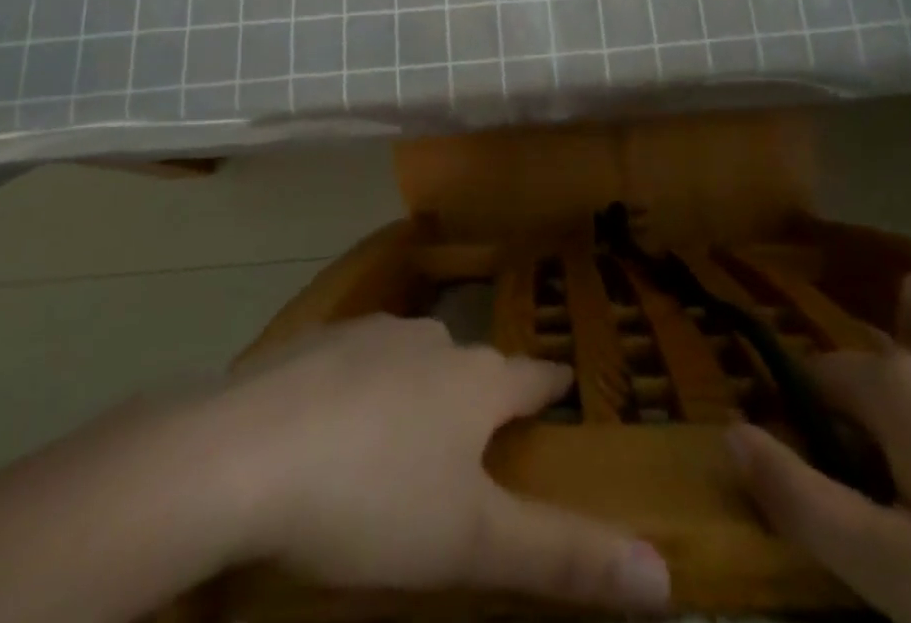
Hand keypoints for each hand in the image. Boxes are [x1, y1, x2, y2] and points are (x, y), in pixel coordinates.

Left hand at [218, 315, 671, 610]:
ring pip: (415, 356)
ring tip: (407, 430)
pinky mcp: (317, 340)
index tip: (563, 387)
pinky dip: (364, 384)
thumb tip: (666, 577)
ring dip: (423, 384)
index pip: (534, 377)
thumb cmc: (373, 500)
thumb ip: (565, 557)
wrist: (244, 454)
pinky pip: (358, 359)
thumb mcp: (472, 543)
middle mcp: (433, 341)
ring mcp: (372, 333)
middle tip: (479, 430)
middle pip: (473, 364)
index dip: (552, 386)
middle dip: (483, 391)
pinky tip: (337, 420)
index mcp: (476, 382)